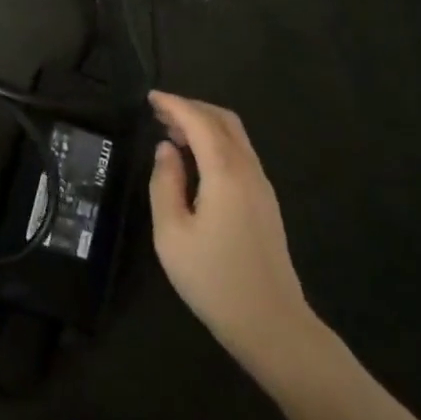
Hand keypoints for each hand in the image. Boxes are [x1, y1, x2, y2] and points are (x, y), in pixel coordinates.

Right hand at [147, 91, 323, 379]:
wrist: (271, 323)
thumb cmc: (213, 279)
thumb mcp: (172, 233)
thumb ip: (165, 183)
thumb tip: (166, 150)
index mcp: (225, 173)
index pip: (199, 122)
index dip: (174, 104)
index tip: (149, 97)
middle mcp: (249, 170)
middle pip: (224, 121)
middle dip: (191, 108)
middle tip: (159, 112)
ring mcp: (262, 186)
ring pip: (235, 137)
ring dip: (205, 125)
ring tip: (172, 132)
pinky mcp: (265, 202)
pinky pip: (240, 155)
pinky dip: (216, 143)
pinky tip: (195, 160)